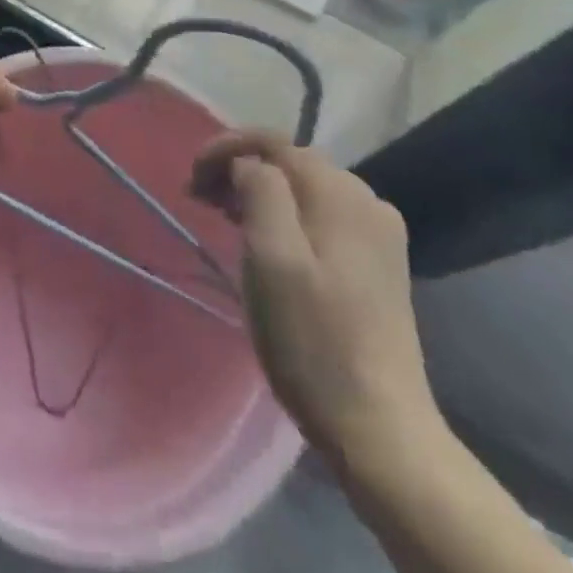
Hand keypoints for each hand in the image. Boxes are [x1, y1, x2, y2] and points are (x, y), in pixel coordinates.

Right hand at [191, 134, 440, 466]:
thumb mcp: (272, 259)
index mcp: (341, 194)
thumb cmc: (314, 341)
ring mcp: (378, 235)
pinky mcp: (378, 264)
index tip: (191, 177)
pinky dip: (285, 214)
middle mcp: (367, 201)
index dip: (226, 148)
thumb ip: (260, 192)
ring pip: (305, 189)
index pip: (273, 142)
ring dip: (260, 191)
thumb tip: (248, 165)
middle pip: (290, 162)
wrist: (381, 429)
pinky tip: (265, 240)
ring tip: (222, 215)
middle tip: (199, 198)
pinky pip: (321, 216)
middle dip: (240, 168)